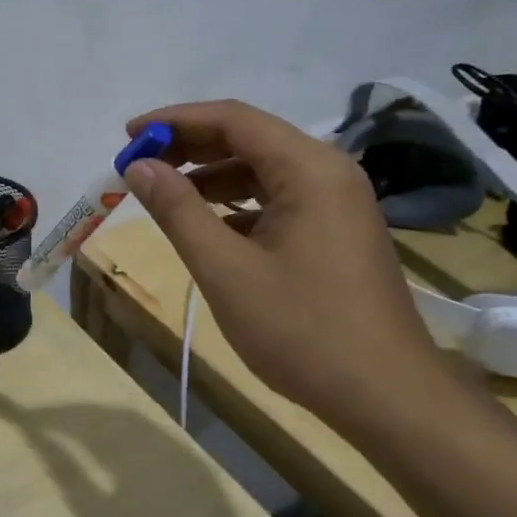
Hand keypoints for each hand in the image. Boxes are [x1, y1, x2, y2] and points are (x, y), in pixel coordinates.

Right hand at [121, 100, 449, 422]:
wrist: (387, 397)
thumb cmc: (302, 330)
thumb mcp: (226, 270)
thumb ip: (178, 211)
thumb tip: (139, 166)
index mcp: (309, 168)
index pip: (232, 119)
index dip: (175, 121)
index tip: (128, 135)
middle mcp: (328, 172)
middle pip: (248, 139)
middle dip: (189, 148)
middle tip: (138, 164)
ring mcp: (337, 202)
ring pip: (262, 170)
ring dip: (210, 177)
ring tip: (163, 194)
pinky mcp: (336, 231)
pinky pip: (278, 199)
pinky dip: (237, 205)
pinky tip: (206, 227)